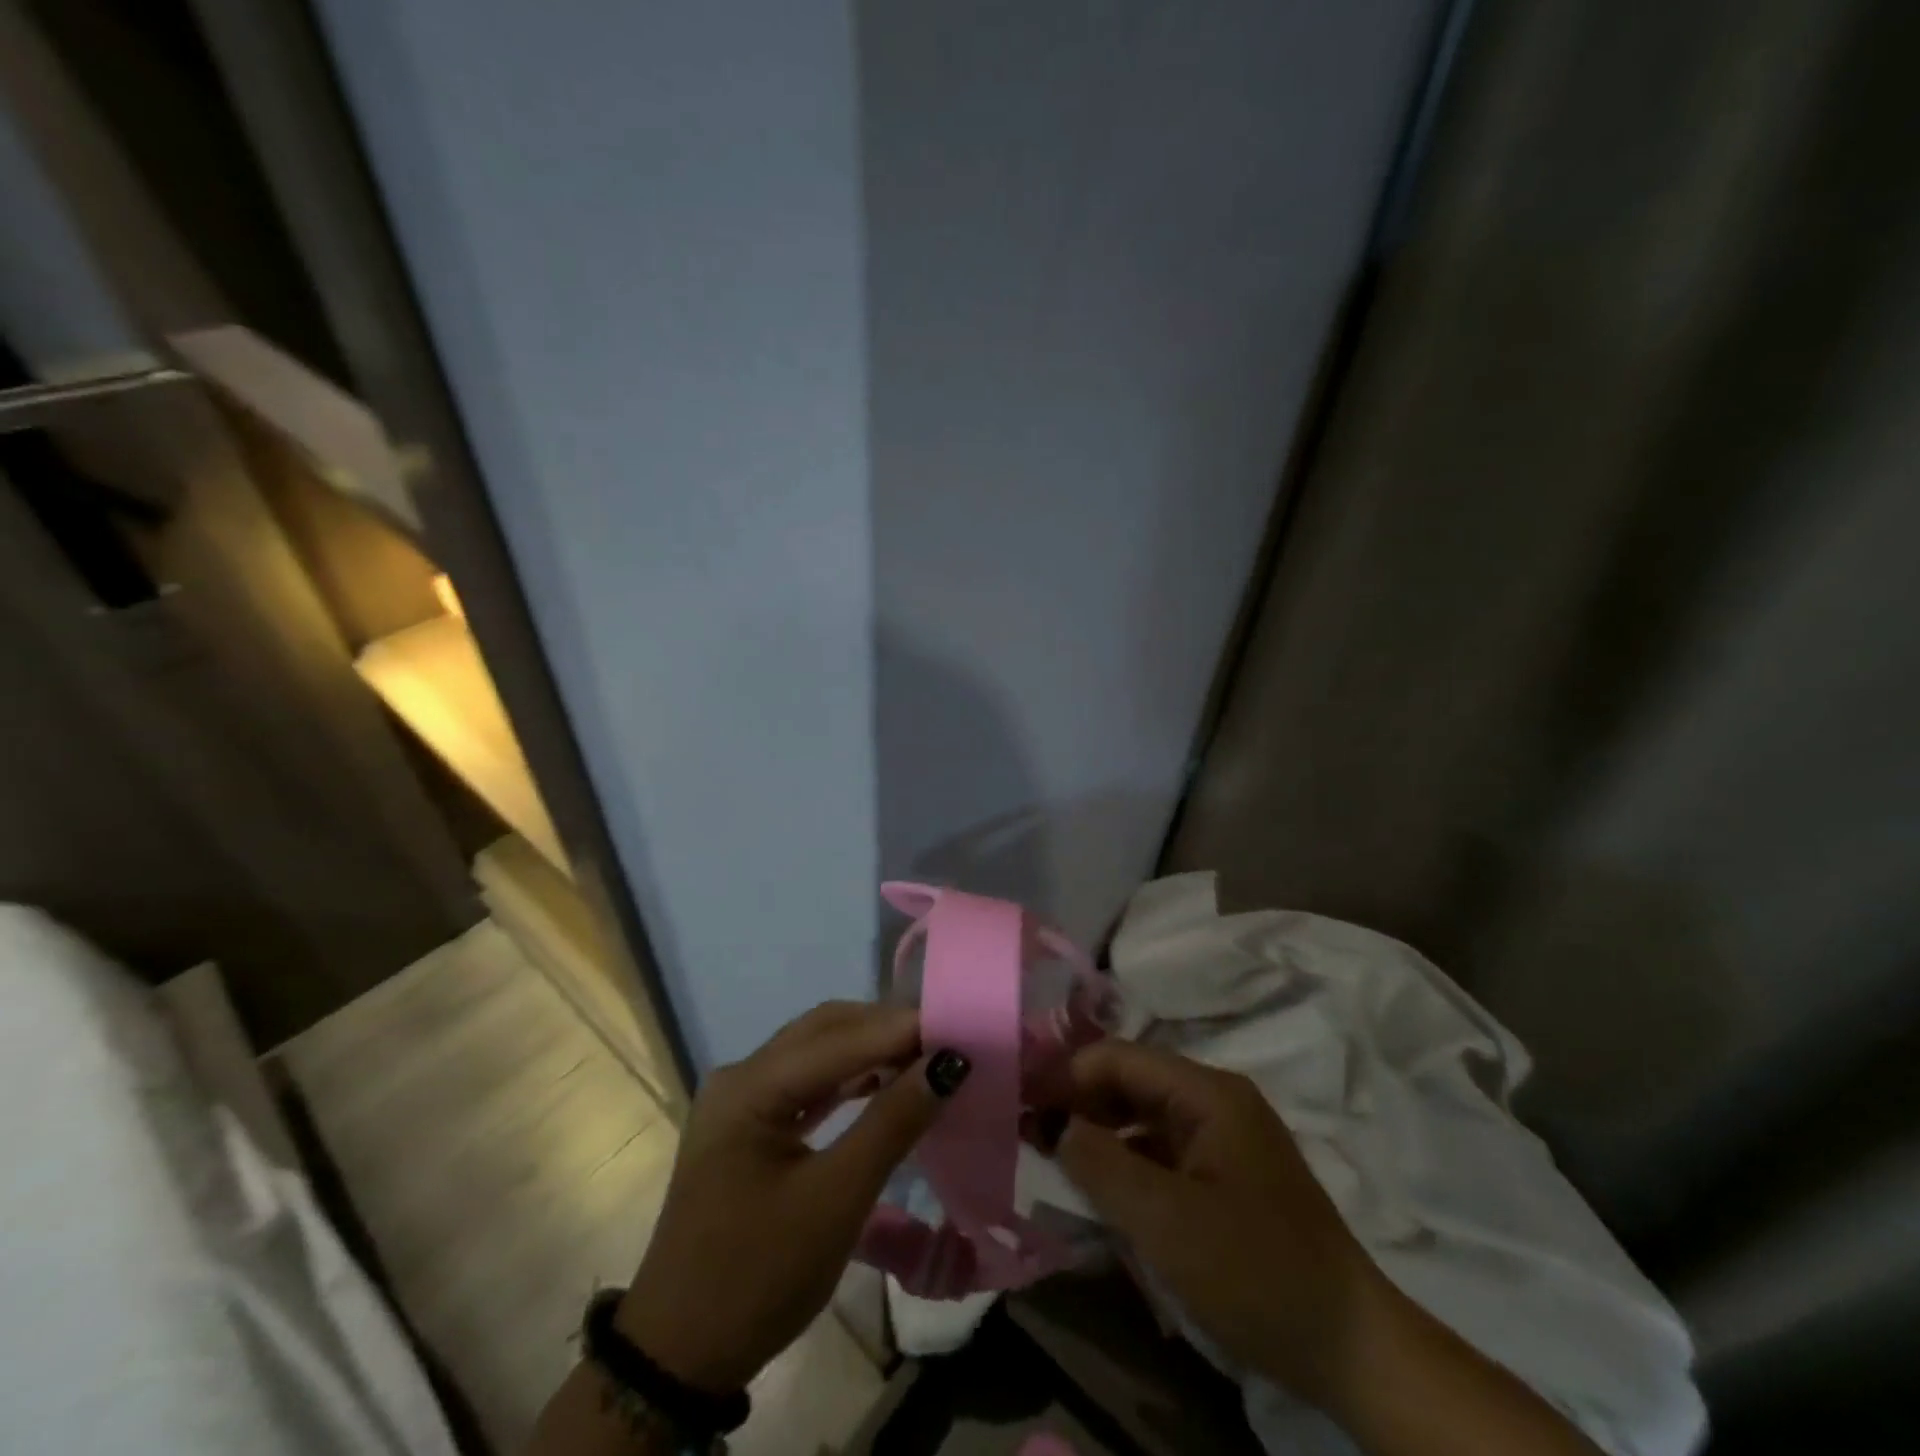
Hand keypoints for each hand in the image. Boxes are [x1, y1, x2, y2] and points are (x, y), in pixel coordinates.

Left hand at [614, 1002, 969, 1393]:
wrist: (681, 1357)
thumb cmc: (758, 1277)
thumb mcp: (835, 1201)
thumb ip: (892, 1124)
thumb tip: (948, 1063)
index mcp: (749, 1087)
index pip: (838, 1039)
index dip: (901, 1029)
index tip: (959, 1026)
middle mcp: (742, 1077)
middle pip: (824, 1032)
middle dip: (886, 1030)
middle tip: (945, 1038)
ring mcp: (742, 1101)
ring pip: (817, 1054)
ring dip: (870, 1051)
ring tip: (925, 1056)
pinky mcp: (749, 1126)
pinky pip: (808, 1084)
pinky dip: (850, 1079)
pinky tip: (883, 1083)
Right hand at [1040, 1040, 1380, 1408]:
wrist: (1353, 1349)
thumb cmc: (1256, 1272)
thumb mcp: (1166, 1221)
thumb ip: (1101, 1164)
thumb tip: (1055, 1125)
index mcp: (1207, 1093)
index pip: (1118, 1057)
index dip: (1066, 1074)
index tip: (1021, 1103)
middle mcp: (1216, 1100)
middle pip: (1131, 1081)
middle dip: (1079, 1101)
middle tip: (1029, 1132)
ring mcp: (1225, 1137)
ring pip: (1144, 1116)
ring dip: (1100, 1132)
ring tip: (1055, 1159)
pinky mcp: (1228, 1175)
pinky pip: (1163, 1150)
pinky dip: (1128, 1161)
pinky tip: (1103, 1189)